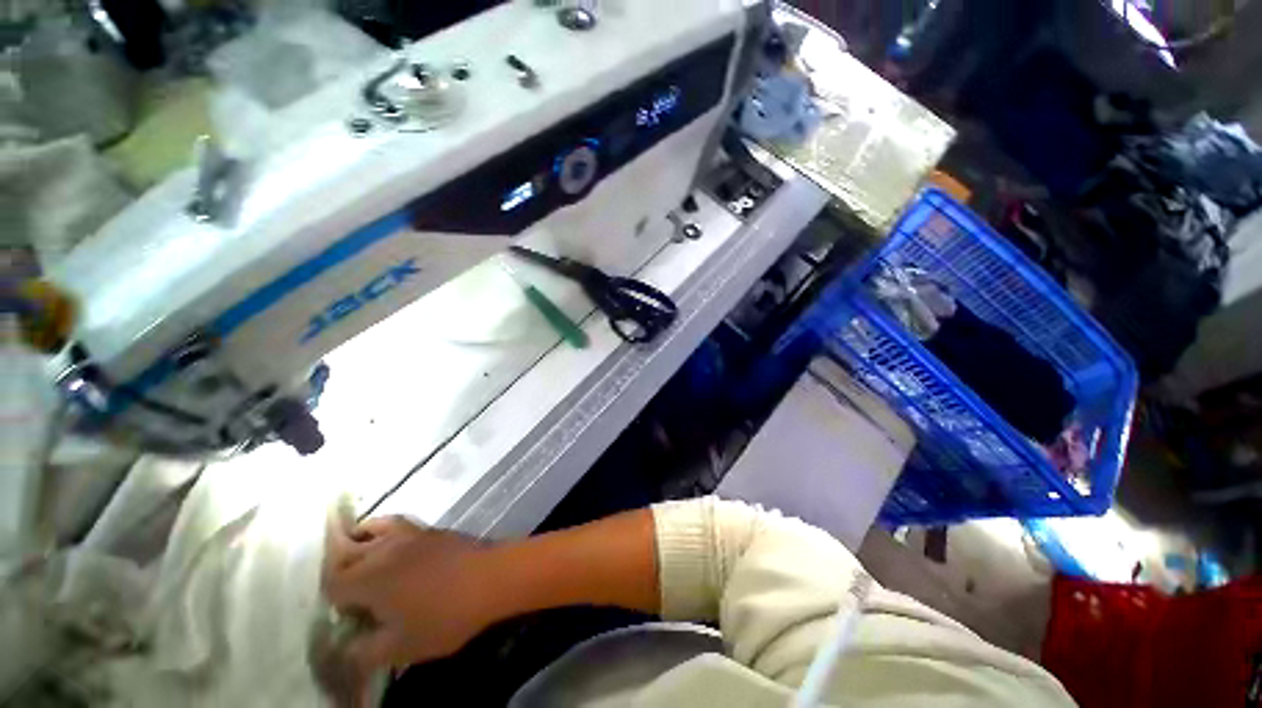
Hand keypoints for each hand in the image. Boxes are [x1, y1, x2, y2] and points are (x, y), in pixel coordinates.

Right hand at [321, 514, 501, 671]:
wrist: (491, 577)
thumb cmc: (444, 616)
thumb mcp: (400, 648)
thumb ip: (364, 651)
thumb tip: (347, 645)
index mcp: (368, 578)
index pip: (331, 583)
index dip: (332, 600)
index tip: (345, 615)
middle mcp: (383, 549)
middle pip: (345, 553)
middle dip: (339, 571)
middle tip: (350, 594)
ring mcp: (408, 533)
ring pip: (371, 529)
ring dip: (359, 542)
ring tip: (362, 561)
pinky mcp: (430, 528)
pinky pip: (397, 523)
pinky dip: (384, 530)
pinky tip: (394, 548)